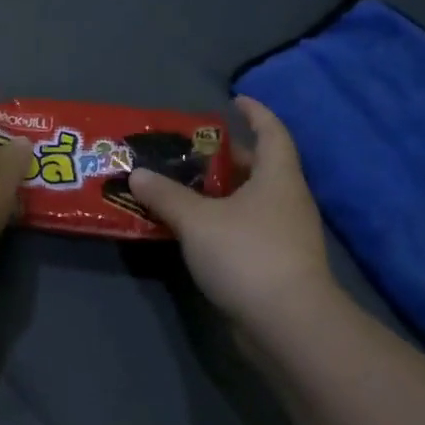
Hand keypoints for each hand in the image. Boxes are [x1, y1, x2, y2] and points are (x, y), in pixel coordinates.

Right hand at [129, 97, 333, 322]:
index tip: (234, 101)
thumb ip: (165, 195)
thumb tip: (137, 173)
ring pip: (251, 202)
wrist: (287, 323)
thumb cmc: (246, 254)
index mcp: (277, 178)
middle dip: (227, 158)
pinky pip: (246, 229)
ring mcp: (285, 235)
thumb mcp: (196, 220)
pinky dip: (222, 222)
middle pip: (260, 168)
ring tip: (182, 189)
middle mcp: (287, 201)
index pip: (272, 132)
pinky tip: (193, 230)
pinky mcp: (276, 264)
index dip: (256, 113)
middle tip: (190, 152)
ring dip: (221, 193)